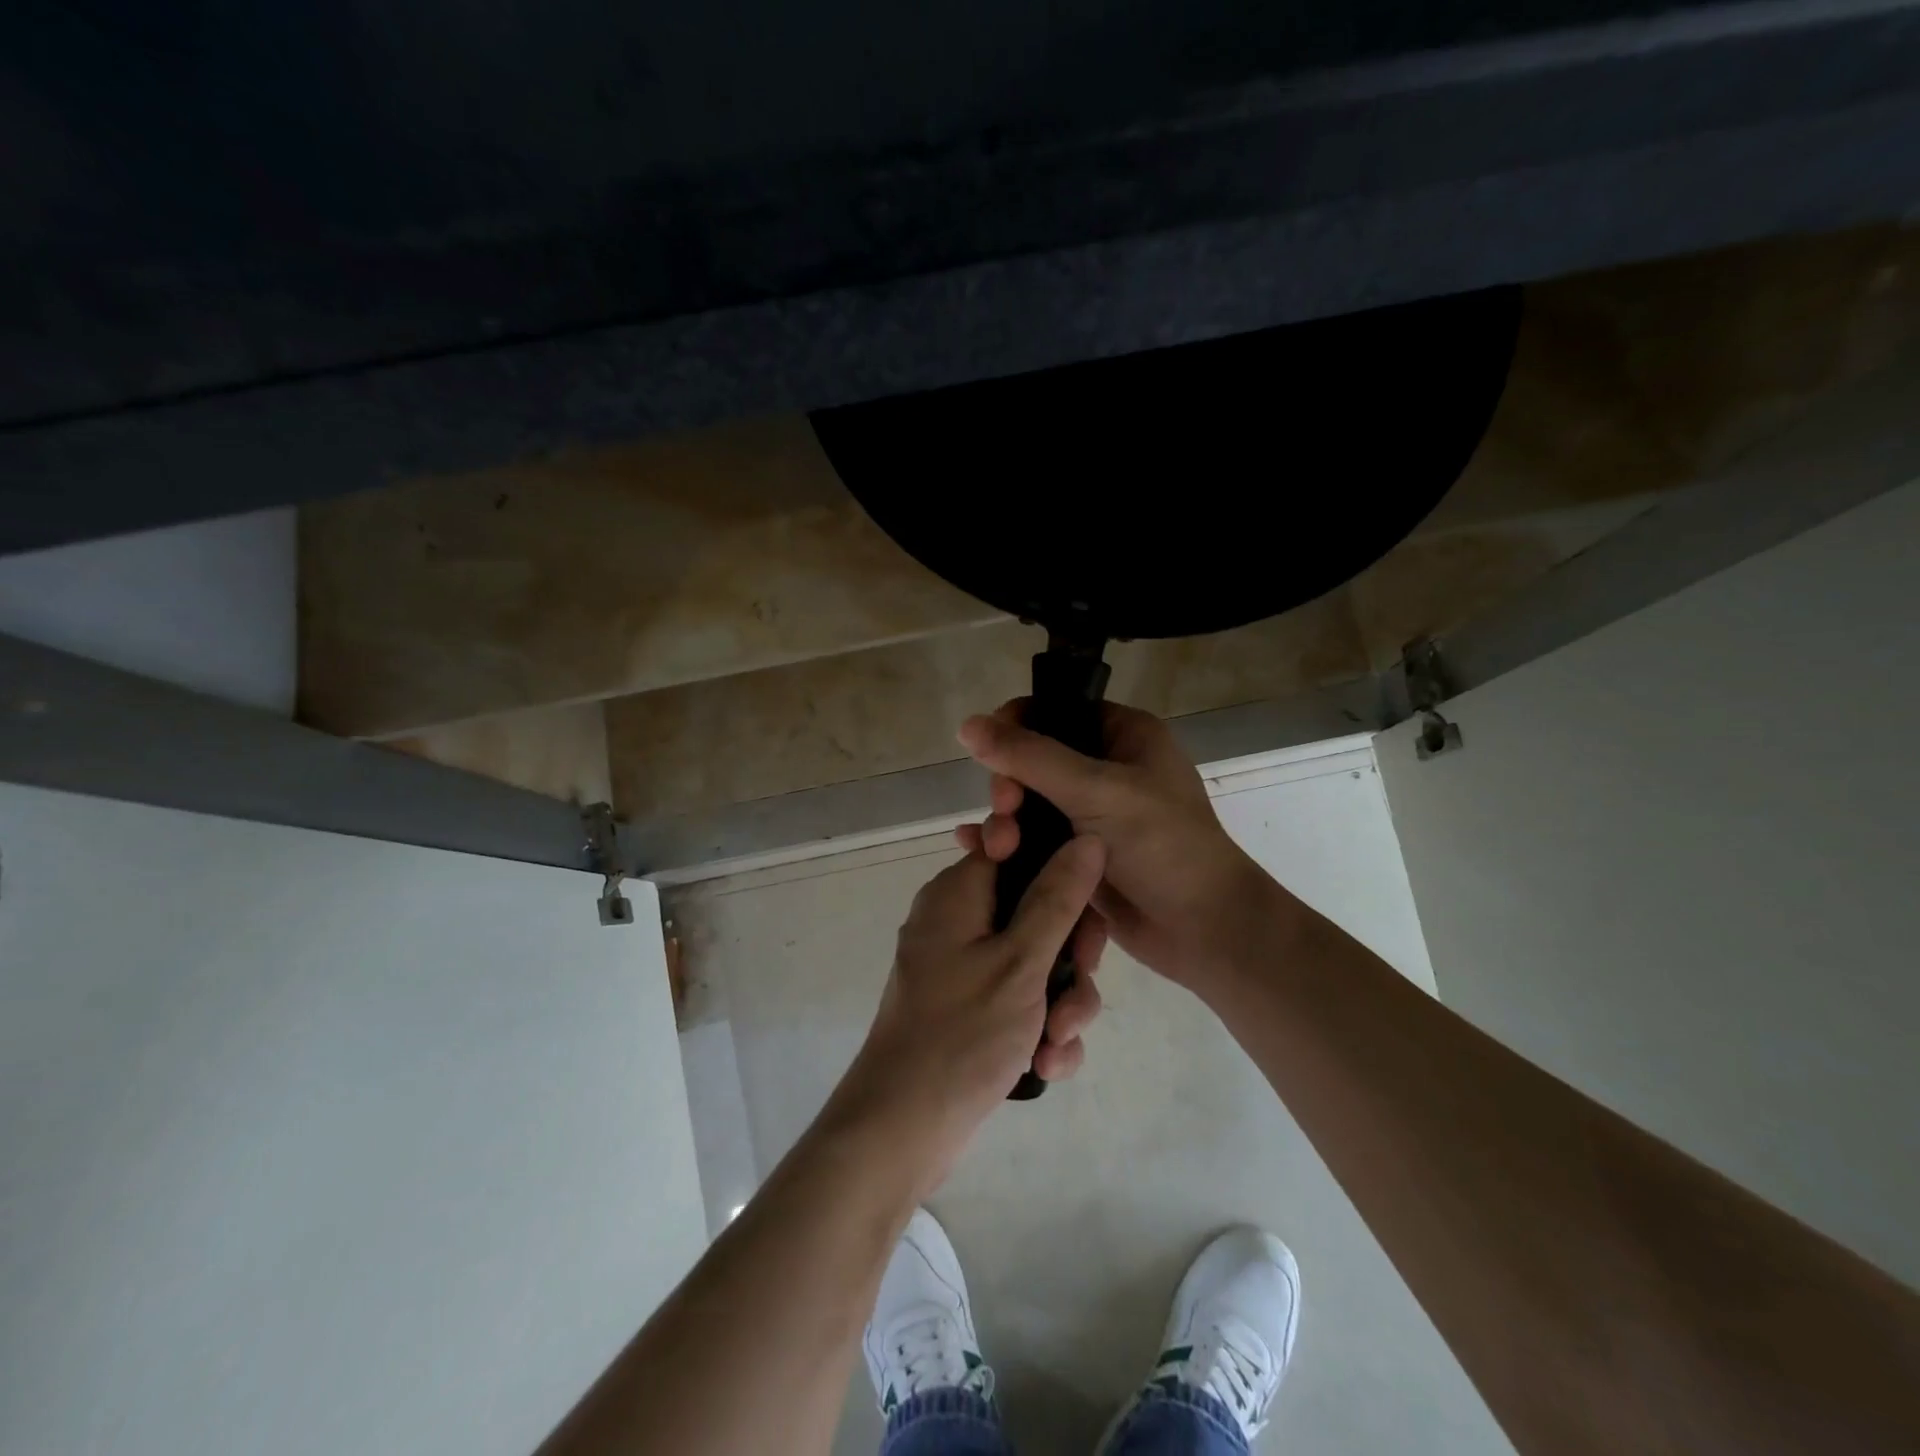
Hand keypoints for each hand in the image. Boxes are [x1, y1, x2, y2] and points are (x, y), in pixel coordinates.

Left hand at [837, 837, 1107, 1191]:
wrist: (903, 1129)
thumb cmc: (960, 1034)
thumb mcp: (1020, 962)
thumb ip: (1057, 898)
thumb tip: (1088, 839)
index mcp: (959, 893)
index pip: (1018, 849)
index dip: (1060, 872)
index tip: (1085, 910)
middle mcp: (960, 921)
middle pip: (1038, 910)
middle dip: (1071, 956)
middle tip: (1078, 984)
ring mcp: (965, 967)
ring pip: (1038, 961)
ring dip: (1062, 1002)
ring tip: (1057, 1042)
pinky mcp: (973, 1008)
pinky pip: (1022, 999)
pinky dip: (1040, 1028)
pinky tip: (1046, 1065)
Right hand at [957, 701, 1282, 995]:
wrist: (1203, 929)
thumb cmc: (1162, 845)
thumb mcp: (1096, 791)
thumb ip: (1030, 757)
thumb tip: (967, 724)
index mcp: (1123, 736)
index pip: (1055, 712)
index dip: (1016, 729)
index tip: (992, 757)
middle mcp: (1107, 768)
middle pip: (1033, 760)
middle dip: (1008, 786)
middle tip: (1006, 811)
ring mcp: (1092, 814)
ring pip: (1028, 803)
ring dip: (1004, 820)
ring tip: (997, 849)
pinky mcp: (1079, 854)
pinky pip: (1032, 838)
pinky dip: (1007, 843)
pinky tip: (977, 852)